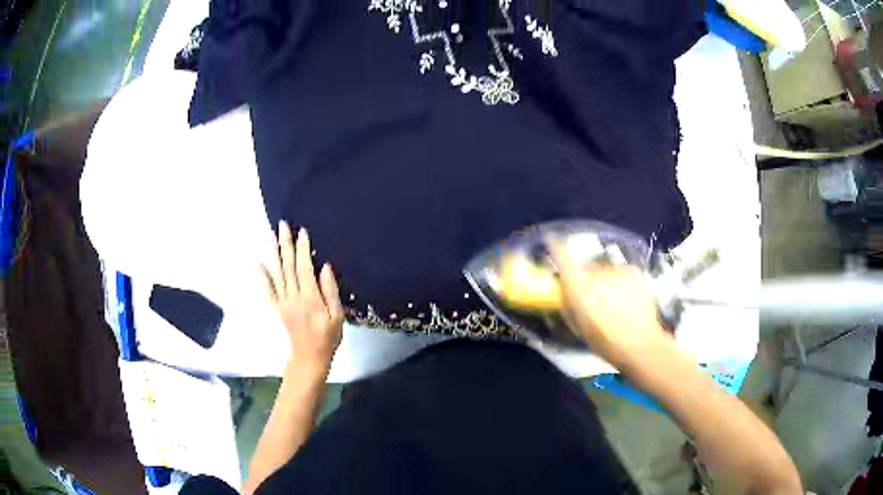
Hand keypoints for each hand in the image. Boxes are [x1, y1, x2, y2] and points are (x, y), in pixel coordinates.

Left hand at [260, 221, 343, 375]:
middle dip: (285, 244)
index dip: (303, 249)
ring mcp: (283, 302)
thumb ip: (330, 291)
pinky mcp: (277, 307)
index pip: (305, 268)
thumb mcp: (337, 315)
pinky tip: (257, 263)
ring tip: (270, 235)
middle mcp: (294, 296)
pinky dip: (261, 276)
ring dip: (273, 253)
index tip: (302, 231)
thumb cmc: (328, 336)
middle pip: (288, 266)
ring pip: (277, 273)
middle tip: (283, 225)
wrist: (310, 356)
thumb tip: (324, 266)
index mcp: (311, 297)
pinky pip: (267, 290)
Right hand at [549, 241, 670, 366]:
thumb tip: (565, 292)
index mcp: (578, 287)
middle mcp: (596, 271)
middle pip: (587, 268)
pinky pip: (622, 273)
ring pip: (606, 271)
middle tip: (593, 295)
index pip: (562, 255)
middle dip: (587, 278)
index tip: (552, 242)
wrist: (639, 343)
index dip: (556, 247)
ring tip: (614, 301)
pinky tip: (628, 299)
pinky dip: (622, 282)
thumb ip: (568, 304)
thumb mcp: (577, 326)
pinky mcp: (634, 270)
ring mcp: (617, 269)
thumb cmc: (603, 341)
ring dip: (606, 281)